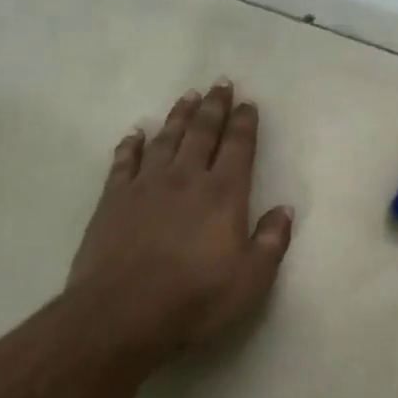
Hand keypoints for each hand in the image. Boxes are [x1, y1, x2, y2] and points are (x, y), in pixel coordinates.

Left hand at [66, 81, 293, 365]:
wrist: (121, 315)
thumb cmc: (195, 299)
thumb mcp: (251, 280)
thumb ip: (272, 241)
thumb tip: (284, 209)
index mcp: (223, 194)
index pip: (238, 147)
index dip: (244, 123)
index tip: (248, 103)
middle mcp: (186, 179)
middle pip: (202, 133)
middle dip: (214, 107)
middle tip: (220, 83)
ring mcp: (146, 186)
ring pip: (165, 140)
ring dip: (178, 116)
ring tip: (188, 97)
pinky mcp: (112, 200)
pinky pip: (124, 162)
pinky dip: (131, 145)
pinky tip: (135, 134)